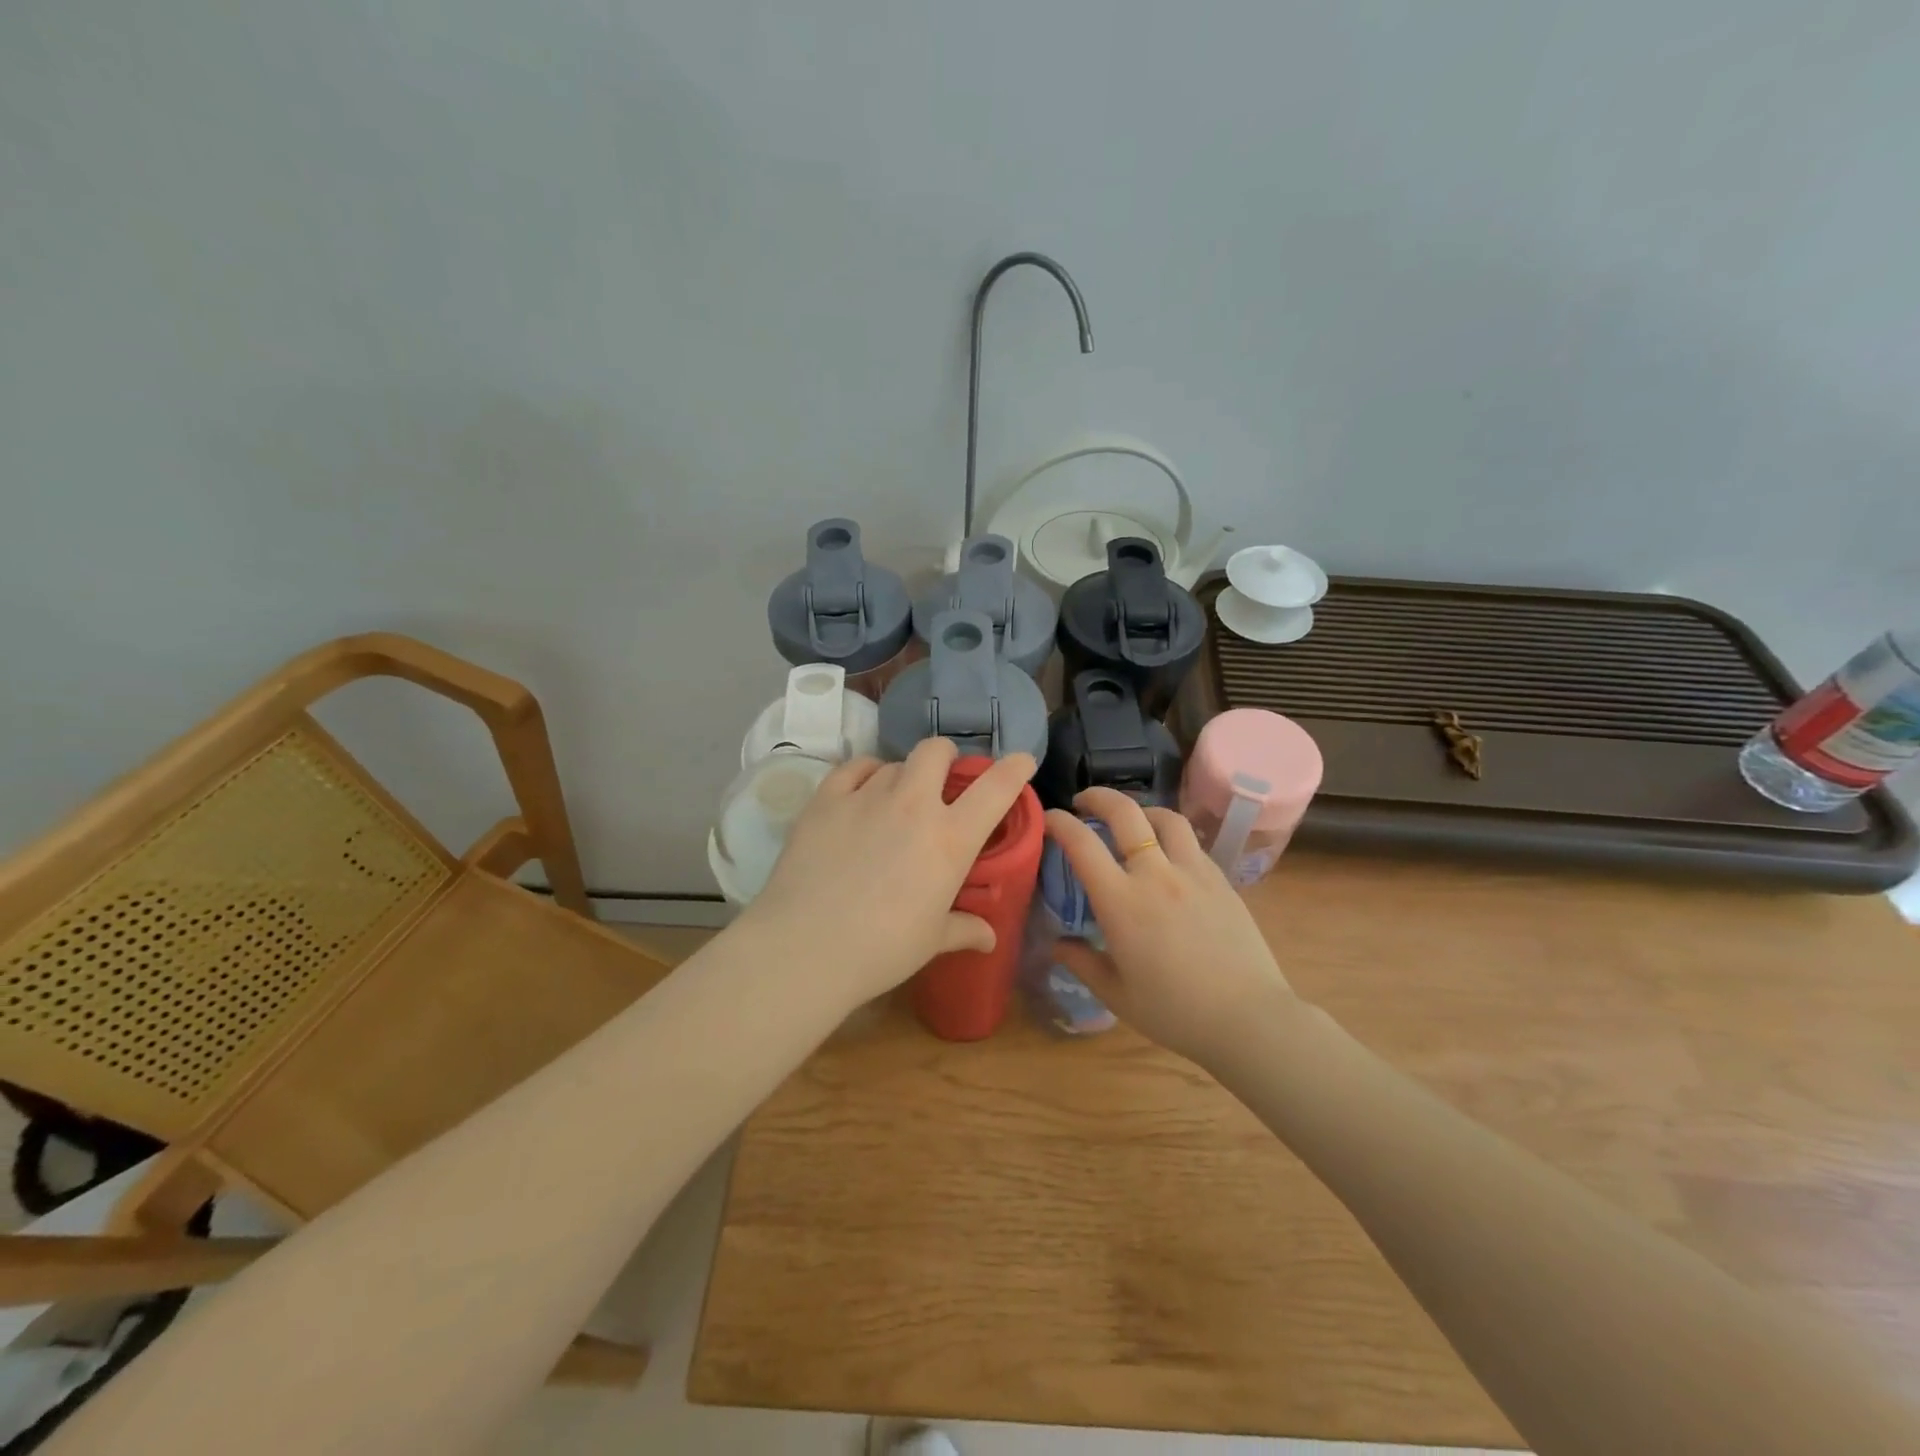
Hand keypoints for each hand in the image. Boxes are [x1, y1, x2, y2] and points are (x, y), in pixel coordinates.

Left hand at [740, 738, 1036, 1011]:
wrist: (805, 947)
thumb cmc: (881, 949)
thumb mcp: (931, 940)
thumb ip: (964, 929)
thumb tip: (989, 937)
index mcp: (950, 838)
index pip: (996, 789)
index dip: (1014, 769)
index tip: (1022, 760)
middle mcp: (912, 805)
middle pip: (936, 751)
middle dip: (945, 757)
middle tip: (942, 780)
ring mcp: (866, 796)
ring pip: (894, 763)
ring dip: (902, 776)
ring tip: (894, 801)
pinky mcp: (826, 799)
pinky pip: (852, 767)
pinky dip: (864, 773)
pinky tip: (860, 790)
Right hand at [1046, 788, 1295, 1066]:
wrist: (1249, 1019)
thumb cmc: (1175, 1012)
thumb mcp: (1116, 995)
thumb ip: (1082, 962)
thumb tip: (1059, 943)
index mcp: (1121, 902)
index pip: (1082, 843)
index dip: (1059, 823)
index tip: (1049, 818)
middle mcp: (1156, 874)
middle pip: (1125, 812)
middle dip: (1098, 797)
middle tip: (1084, 802)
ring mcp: (1193, 872)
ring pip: (1165, 818)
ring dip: (1141, 811)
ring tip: (1131, 822)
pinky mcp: (1221, 880)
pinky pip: (1191, 842)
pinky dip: (1170, 836)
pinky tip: (1167, 857)